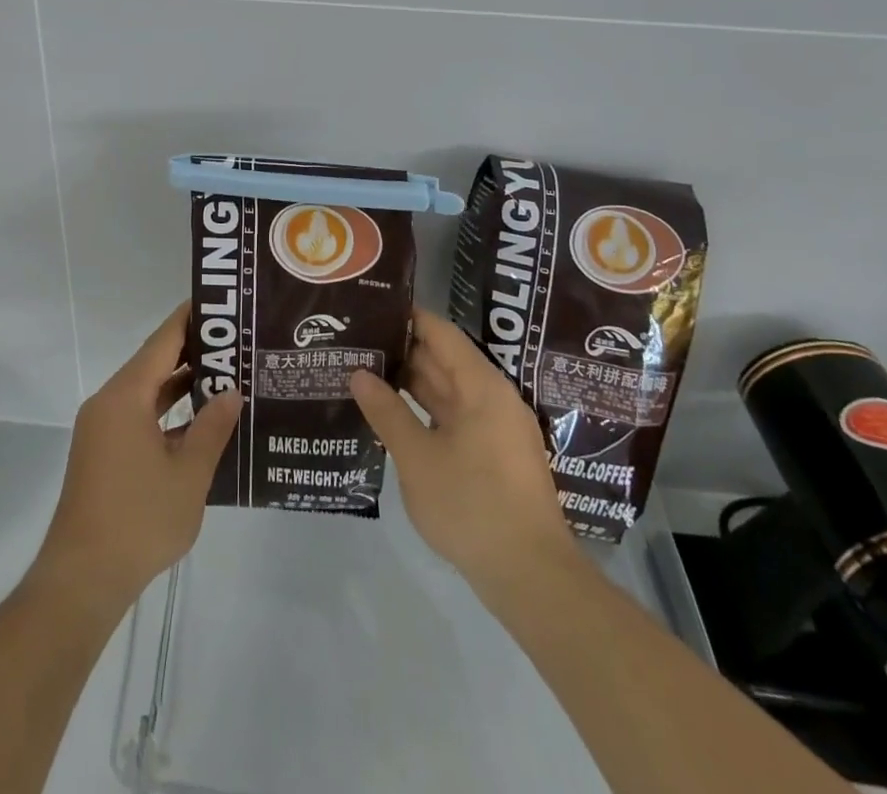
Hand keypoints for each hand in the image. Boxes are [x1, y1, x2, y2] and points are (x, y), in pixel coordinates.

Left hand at [30, 302, 241, 616]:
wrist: (82, 579)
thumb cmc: (139, 520)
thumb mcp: (189, 474)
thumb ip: (213, 427)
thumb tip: (232, 391)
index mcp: (125, 396)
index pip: (162, 341)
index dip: (190, 319)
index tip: (219, 305)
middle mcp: (108, 402)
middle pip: (153, 362)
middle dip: (192, 351)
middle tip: (234, 342)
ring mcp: (102, 428)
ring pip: (145, 391)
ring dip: (180, 383)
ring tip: (225, 374)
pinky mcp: (102, 452)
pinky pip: (137, 415)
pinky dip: (165, 411)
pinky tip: (198, 420)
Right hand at [351, 309, 580, 597]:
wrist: (531, 577)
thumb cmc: (472, 506)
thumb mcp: (417, 457)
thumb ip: (387, 411)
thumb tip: (359, 374)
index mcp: (481, 387)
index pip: (440, 333)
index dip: (407, 317)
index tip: (370, 309)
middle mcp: (493, 399)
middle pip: (444, 360)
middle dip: (401, 351)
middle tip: (356, 342)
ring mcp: (496, 430)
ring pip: (448, 391)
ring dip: (410, 384)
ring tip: (364, 372)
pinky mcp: (494, 457)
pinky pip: (454, 418)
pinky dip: (424, 411)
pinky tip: (392, 415)